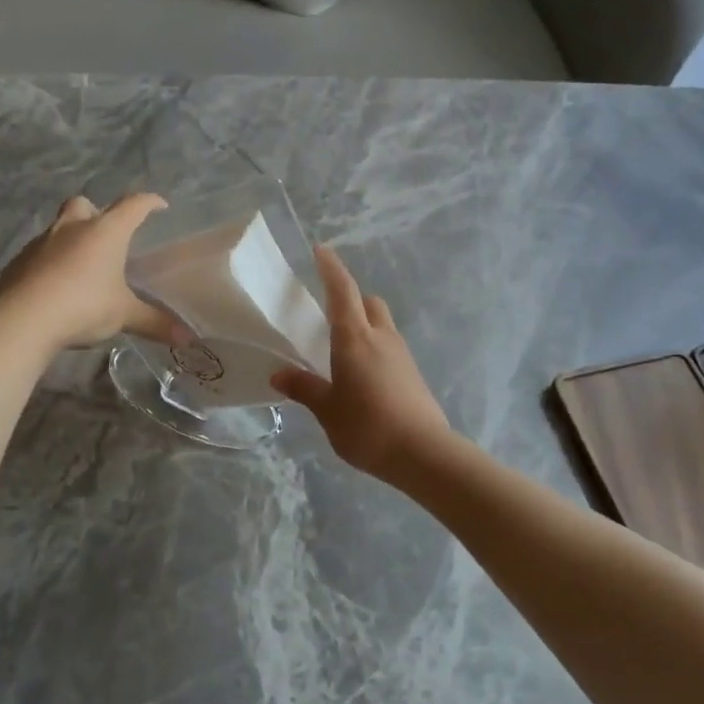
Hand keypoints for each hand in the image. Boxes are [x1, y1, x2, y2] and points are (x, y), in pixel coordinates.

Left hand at [0, 195, 179, 348]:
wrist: (23, 319)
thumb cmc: (84, 306)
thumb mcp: (124, 315)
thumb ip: (155, 323)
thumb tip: (188, 338)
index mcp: (105, 232)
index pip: (133, 205)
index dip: (149, 202)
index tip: (160, 206)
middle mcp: (72, 228)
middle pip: (84, 204)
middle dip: (96, 212)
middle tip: (107, 235)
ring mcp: (41, 242)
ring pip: (58, 228)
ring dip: (71, 239)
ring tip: (82, 266)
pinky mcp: (18, 262)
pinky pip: (39, 254)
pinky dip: (50, 263)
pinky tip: (55, 285)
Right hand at [271, 246, 452, 483]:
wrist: (423, 453)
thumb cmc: (367, 426)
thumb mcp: (327, 410)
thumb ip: (305, 388)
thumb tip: (279, 374)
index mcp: (355, 339)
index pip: (342, 291)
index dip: (331, 268)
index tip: (321, 250)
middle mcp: (381, 338)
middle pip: (368, 302)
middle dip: (350, 298)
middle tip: (328, 312)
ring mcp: (401, 354)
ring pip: (381, 324)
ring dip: (363, 324)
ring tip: (341, 348)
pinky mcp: (412, 373)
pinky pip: (389, 347)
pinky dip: (374, 348)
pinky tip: (362, 375)